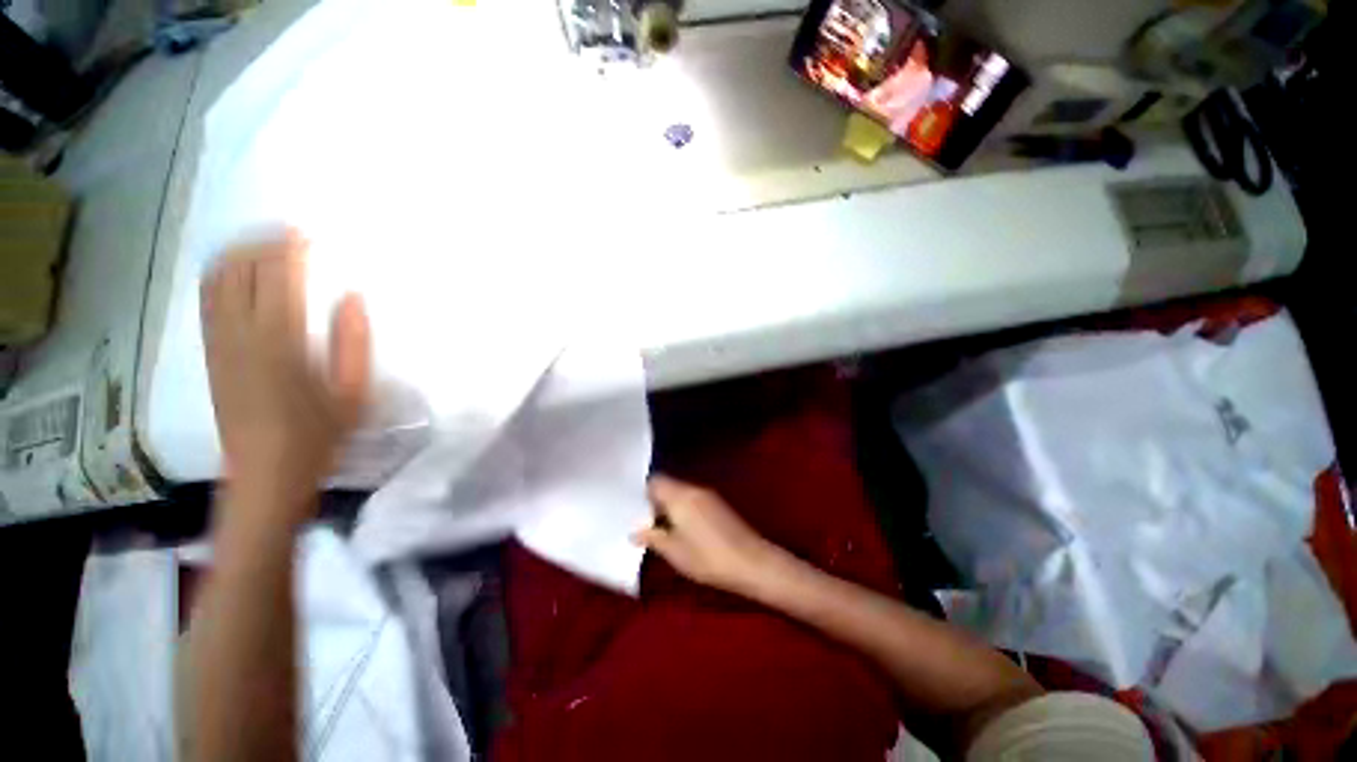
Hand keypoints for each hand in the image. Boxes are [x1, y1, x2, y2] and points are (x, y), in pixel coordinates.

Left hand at [200, 231, 371, 527]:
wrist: (265, 474)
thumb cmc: (320, 435)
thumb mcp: (353, 393)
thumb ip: (354, 342)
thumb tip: (353, 297)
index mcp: (280, 343)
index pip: (278, 278)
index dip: (289, 250)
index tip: (306, 233)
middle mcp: (240, 334)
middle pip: (240, 270)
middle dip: (261, 243)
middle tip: (289, 234)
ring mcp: (219, 342)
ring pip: (217, 280)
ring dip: (238, 253)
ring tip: (263, 244)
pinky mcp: (210, 352)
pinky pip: (207, 300)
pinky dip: (221, 274)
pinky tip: (238, 271)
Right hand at [632, 475, 781, 594]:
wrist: (751, 561)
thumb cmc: (707, 558)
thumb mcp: (674, 552)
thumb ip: (652, 538)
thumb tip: (634, 532)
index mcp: (680, 496)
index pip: (655, 481)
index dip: (644, 494)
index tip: (639, 513)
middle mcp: (693, 489)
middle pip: (669, 485)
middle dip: (657, 502)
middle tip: (649, 525)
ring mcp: (708, 495)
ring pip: (681, 493)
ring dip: (672, 506)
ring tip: (666, 531)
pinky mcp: (719, 504)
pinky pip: (694, 499)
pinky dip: (685, 509)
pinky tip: (686, 531)